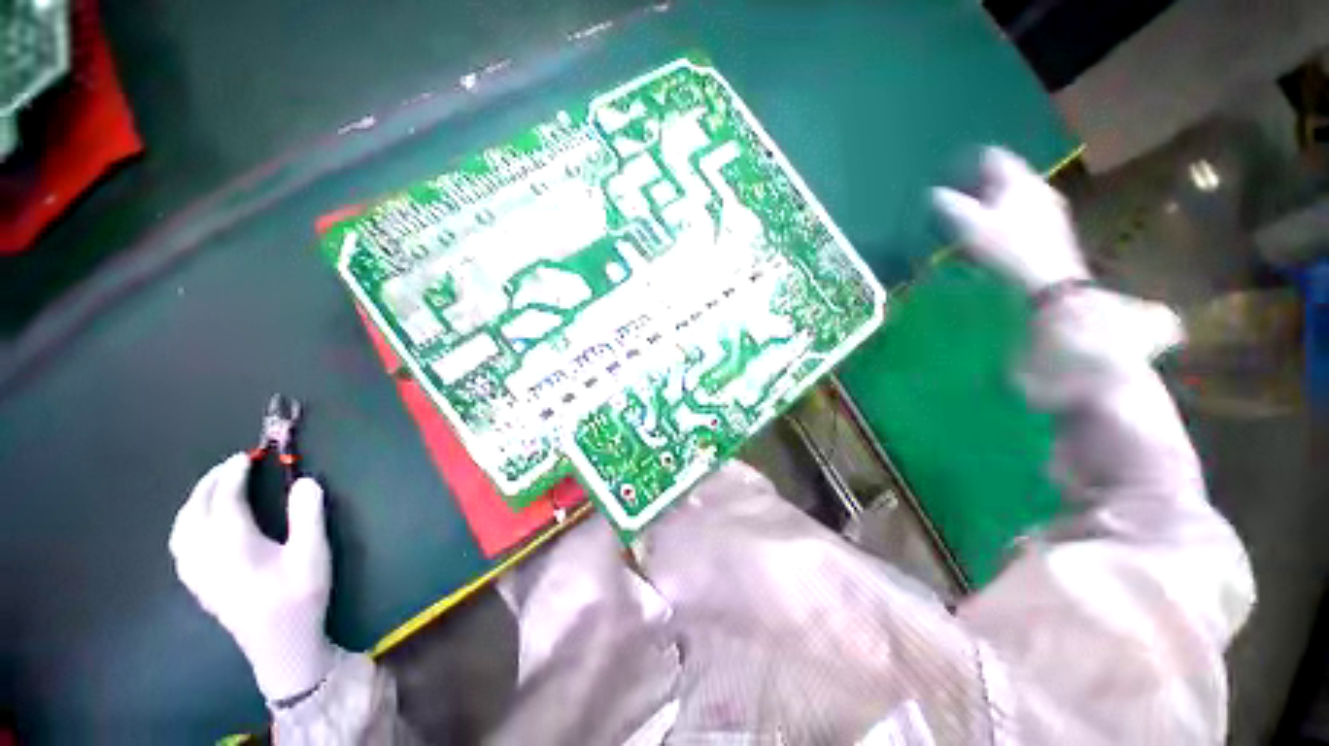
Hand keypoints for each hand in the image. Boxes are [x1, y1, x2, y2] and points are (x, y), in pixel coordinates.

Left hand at [169, 453, 334, 702]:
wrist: (280, 645)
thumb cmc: (298, 596)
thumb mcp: (313, 553)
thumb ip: (308, 514)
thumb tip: (304, 481)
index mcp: (232, 543)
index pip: (225, 497)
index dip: (234, 473)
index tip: (248, 457)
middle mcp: (205, 553)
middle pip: (196, 508)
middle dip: (211, 482)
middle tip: (232, 466)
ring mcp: (196, 571)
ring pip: (181, 526)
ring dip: (195, 501)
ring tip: (212, 490)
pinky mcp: (197, 584)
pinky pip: (180, 544)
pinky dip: (186, 524)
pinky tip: (198, 526)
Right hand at [932, 147, 1089, 293]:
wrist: (1049, 282)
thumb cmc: (1006, 248)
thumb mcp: (969, 226)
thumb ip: (949, 206)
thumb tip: (932, 192)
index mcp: (1019, 180)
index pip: (993, 156)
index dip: (969, 160)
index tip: (948, 170)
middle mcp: (1038, 187)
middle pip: (1005, 177)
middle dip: (979, 184)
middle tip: (955, 195)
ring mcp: (1049, 209)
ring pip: (1014, 197)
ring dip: (991, 203)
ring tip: (969, 218)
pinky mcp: (1052, 230)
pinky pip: (1021, 214)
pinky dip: (1002, 218)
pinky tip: (990, 236)